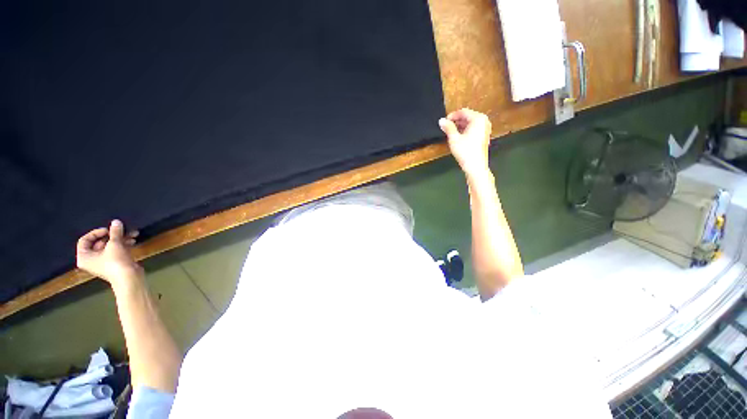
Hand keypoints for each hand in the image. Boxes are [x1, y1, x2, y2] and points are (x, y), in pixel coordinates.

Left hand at [77, 220, 141, 286]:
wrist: (129, 278)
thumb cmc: (115, 262)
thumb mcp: (115, 244)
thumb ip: (115, 232)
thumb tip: (116, 222)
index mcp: (84, 256)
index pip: (85, 240)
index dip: (96, 233)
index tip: (108, 230)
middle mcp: (91, 259)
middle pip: (99, 242)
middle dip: (113, 235)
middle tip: (123, 230)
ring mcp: (103, 261)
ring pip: (110, 246)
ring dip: (121, 238)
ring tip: (133, 234)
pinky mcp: (114, 262)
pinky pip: (116, 250)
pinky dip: (124, 244)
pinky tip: (133, 240)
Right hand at [438, 108, 491, 178]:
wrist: (475, 166)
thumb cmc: (466, 152)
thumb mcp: (454, 138)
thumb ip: (448, 127)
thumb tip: (441, 121)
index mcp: (478, 119)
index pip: (463, 112)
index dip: (452, 116)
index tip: (444, 121)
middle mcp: (484, 121)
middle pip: (467, 116)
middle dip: (456, 121)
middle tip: (446, 127)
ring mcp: (485, 129)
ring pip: (470, 123)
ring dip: (460, 126)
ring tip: (450, 132)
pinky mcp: (484, 136)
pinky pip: (473, 128)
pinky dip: (465, 130)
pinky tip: (458, 137)